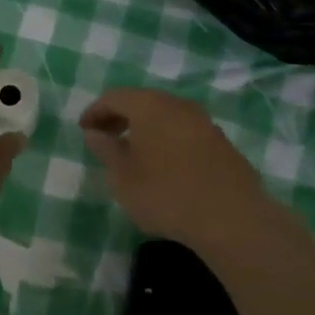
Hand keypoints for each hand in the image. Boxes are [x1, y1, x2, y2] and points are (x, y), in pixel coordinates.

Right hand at [79, 88, 274, 249]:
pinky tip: (164, 166)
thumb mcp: (123, 176)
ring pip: (166, 116)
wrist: (230, 217)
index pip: (115, 97)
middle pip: (142, 102)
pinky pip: (184, 132)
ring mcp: (204, 122)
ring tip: (133, 154)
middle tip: (105, 139)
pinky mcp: (221, 142)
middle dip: (120, 118)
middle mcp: (178, 105)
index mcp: (150, 105)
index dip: (96, 112)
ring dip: (145, 129)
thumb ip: (106, 150)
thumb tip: (95, 133)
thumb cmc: (166, 193)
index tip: (84, 130)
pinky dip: (167, 140)